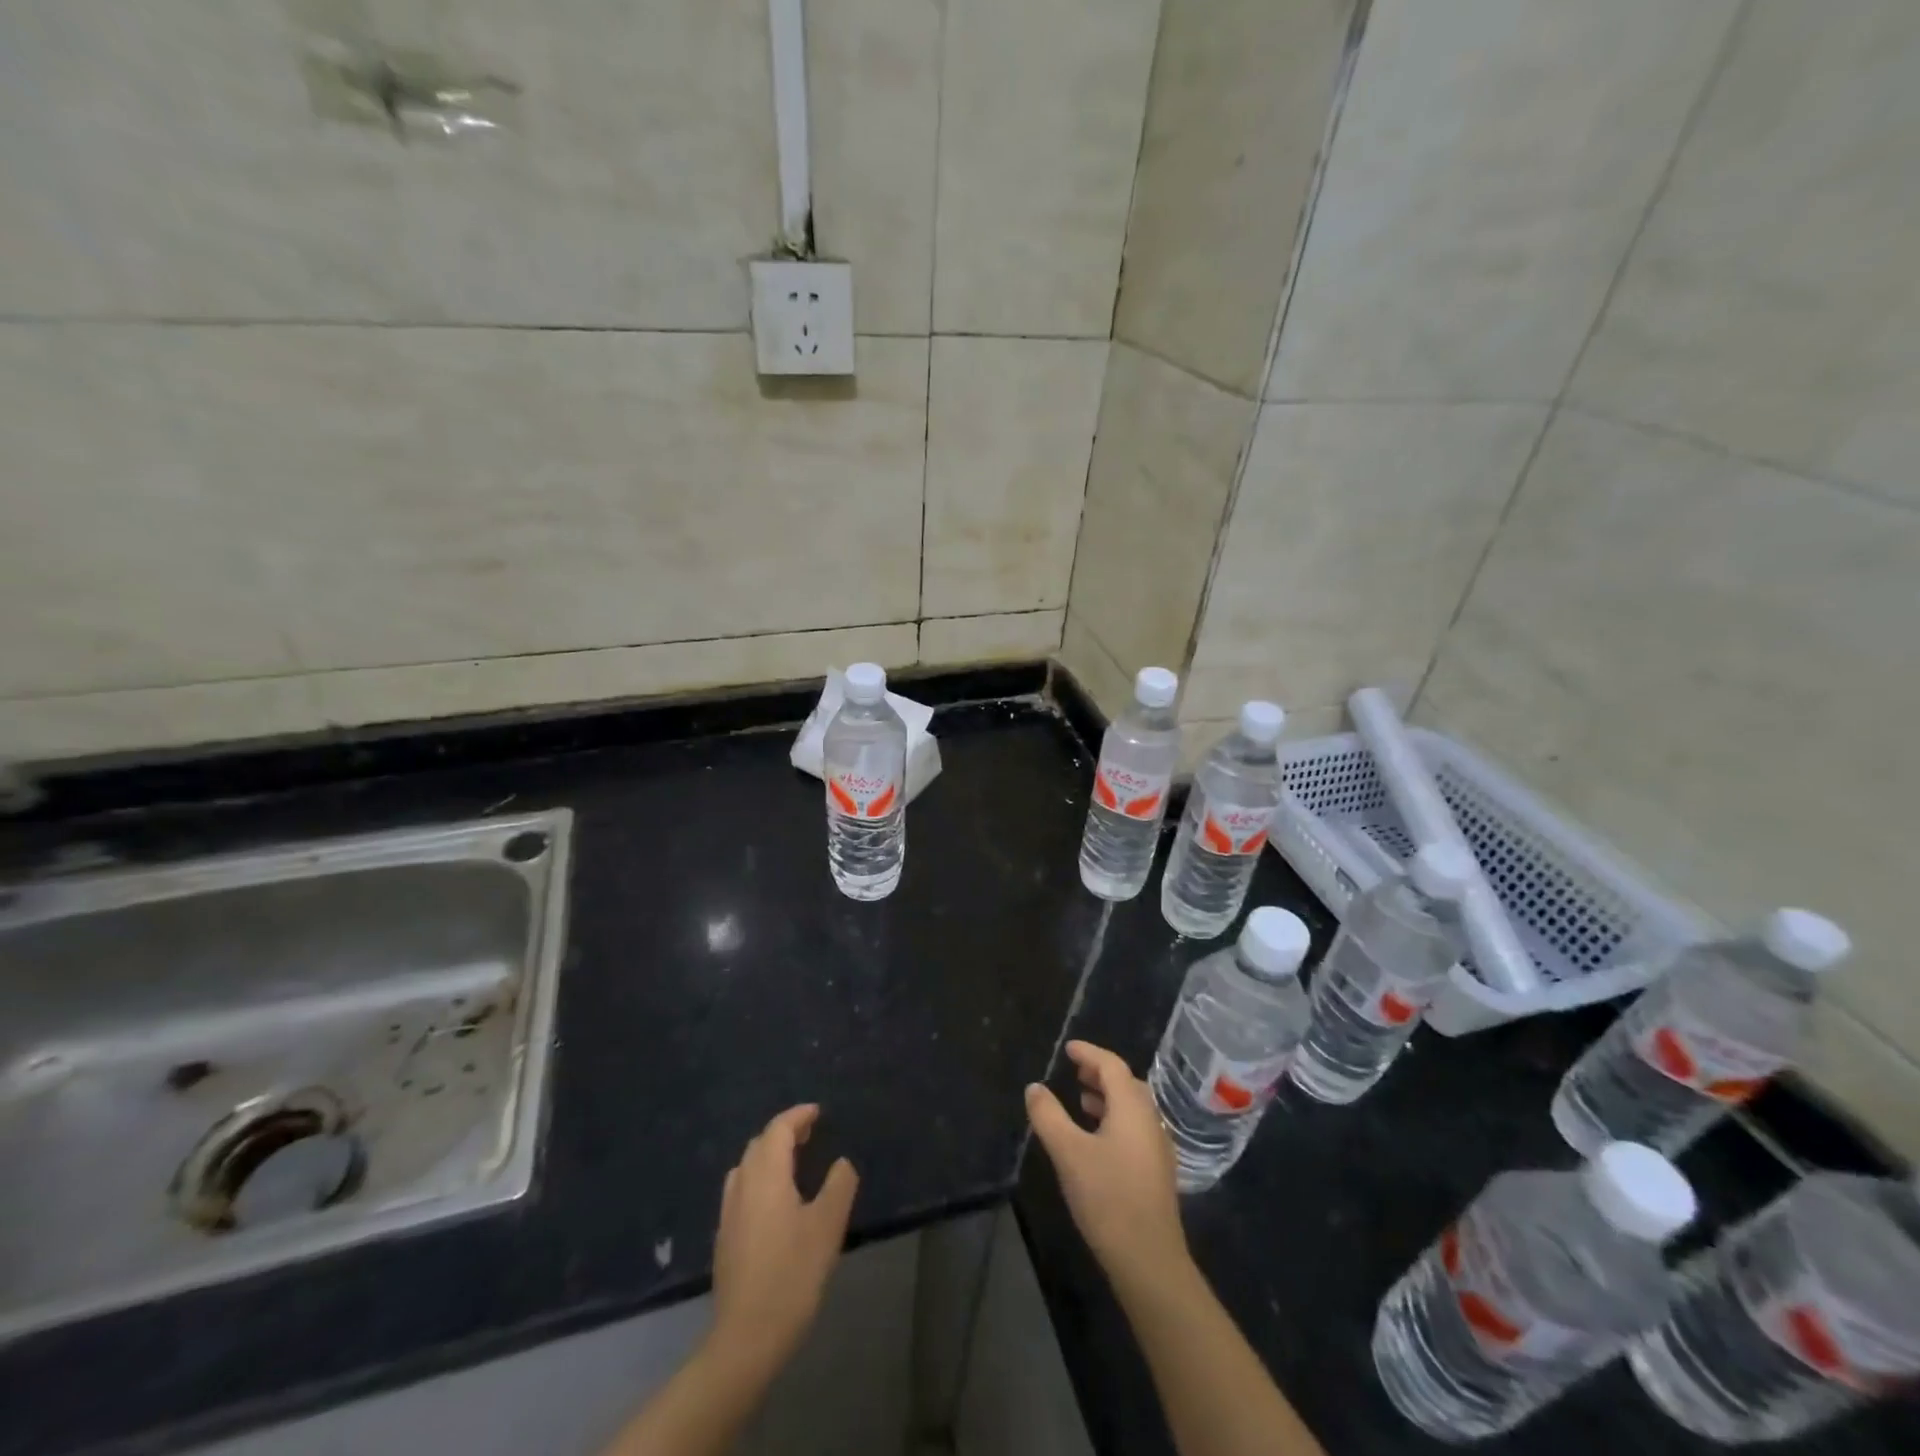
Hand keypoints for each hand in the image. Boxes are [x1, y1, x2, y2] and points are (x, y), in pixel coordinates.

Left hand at [708, 1104, 859, 1381]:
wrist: (747, 1337)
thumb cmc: (792, 1274)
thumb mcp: (828, 1226)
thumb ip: (839, 1185)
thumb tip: (841, 1163)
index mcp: (766, 1175)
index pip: (778, 1129)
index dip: (798, 1116)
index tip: (817, 1112)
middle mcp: (742, 1185)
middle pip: (759, 1144)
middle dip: (783, 1132)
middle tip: (810, 1134)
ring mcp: (728, 1213)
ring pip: (746, 1167)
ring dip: (768, 1156)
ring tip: (793, 1163)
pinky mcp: (724, 1237)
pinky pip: (741, 1190)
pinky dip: (759, 1178)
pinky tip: (774, 1201)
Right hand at [1025, 1041, 1188, 1290]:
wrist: (1149, 1260)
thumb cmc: (1108, 1198)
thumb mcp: (1068, 1153)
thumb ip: (1049, 1116)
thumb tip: (1034, 1087)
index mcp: (1132, 1107)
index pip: (1111, 1065)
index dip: (1089, 1053)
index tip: (1068, 1048)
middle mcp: (1150, 1120)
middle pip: (1125, 1083)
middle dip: (1099, 1072)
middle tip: (1074, 1070)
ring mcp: (1157, 1147)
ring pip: (1132, 1107)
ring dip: (1107, 1096)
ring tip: (1081, 1099)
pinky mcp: (1156, 1170)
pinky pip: (1134, 1127)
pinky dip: (1114, 1118)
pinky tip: (1096, 1137)